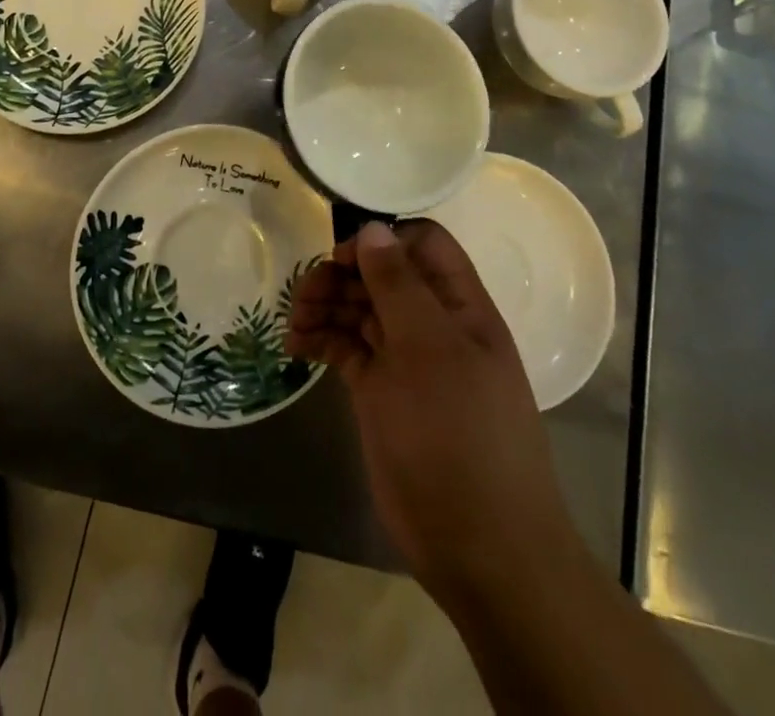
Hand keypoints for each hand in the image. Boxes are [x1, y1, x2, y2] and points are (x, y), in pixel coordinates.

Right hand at [286, 219, 577, 612]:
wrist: (479, 547)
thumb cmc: (459, 435)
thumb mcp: (429, 350)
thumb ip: (398, 286)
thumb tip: (372, 228)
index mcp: (459, 306)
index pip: (422, 244)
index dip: (383, 240)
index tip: (344, 256)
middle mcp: (432, 325)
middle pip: (381, 275)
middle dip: (342, 274)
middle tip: (306, 292)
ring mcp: (404, 360)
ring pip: (359, 309)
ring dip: (325, 305)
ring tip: (296, 321)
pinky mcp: (379, 392)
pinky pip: (346, 348)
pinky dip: (321, 340)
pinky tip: (295, 346)